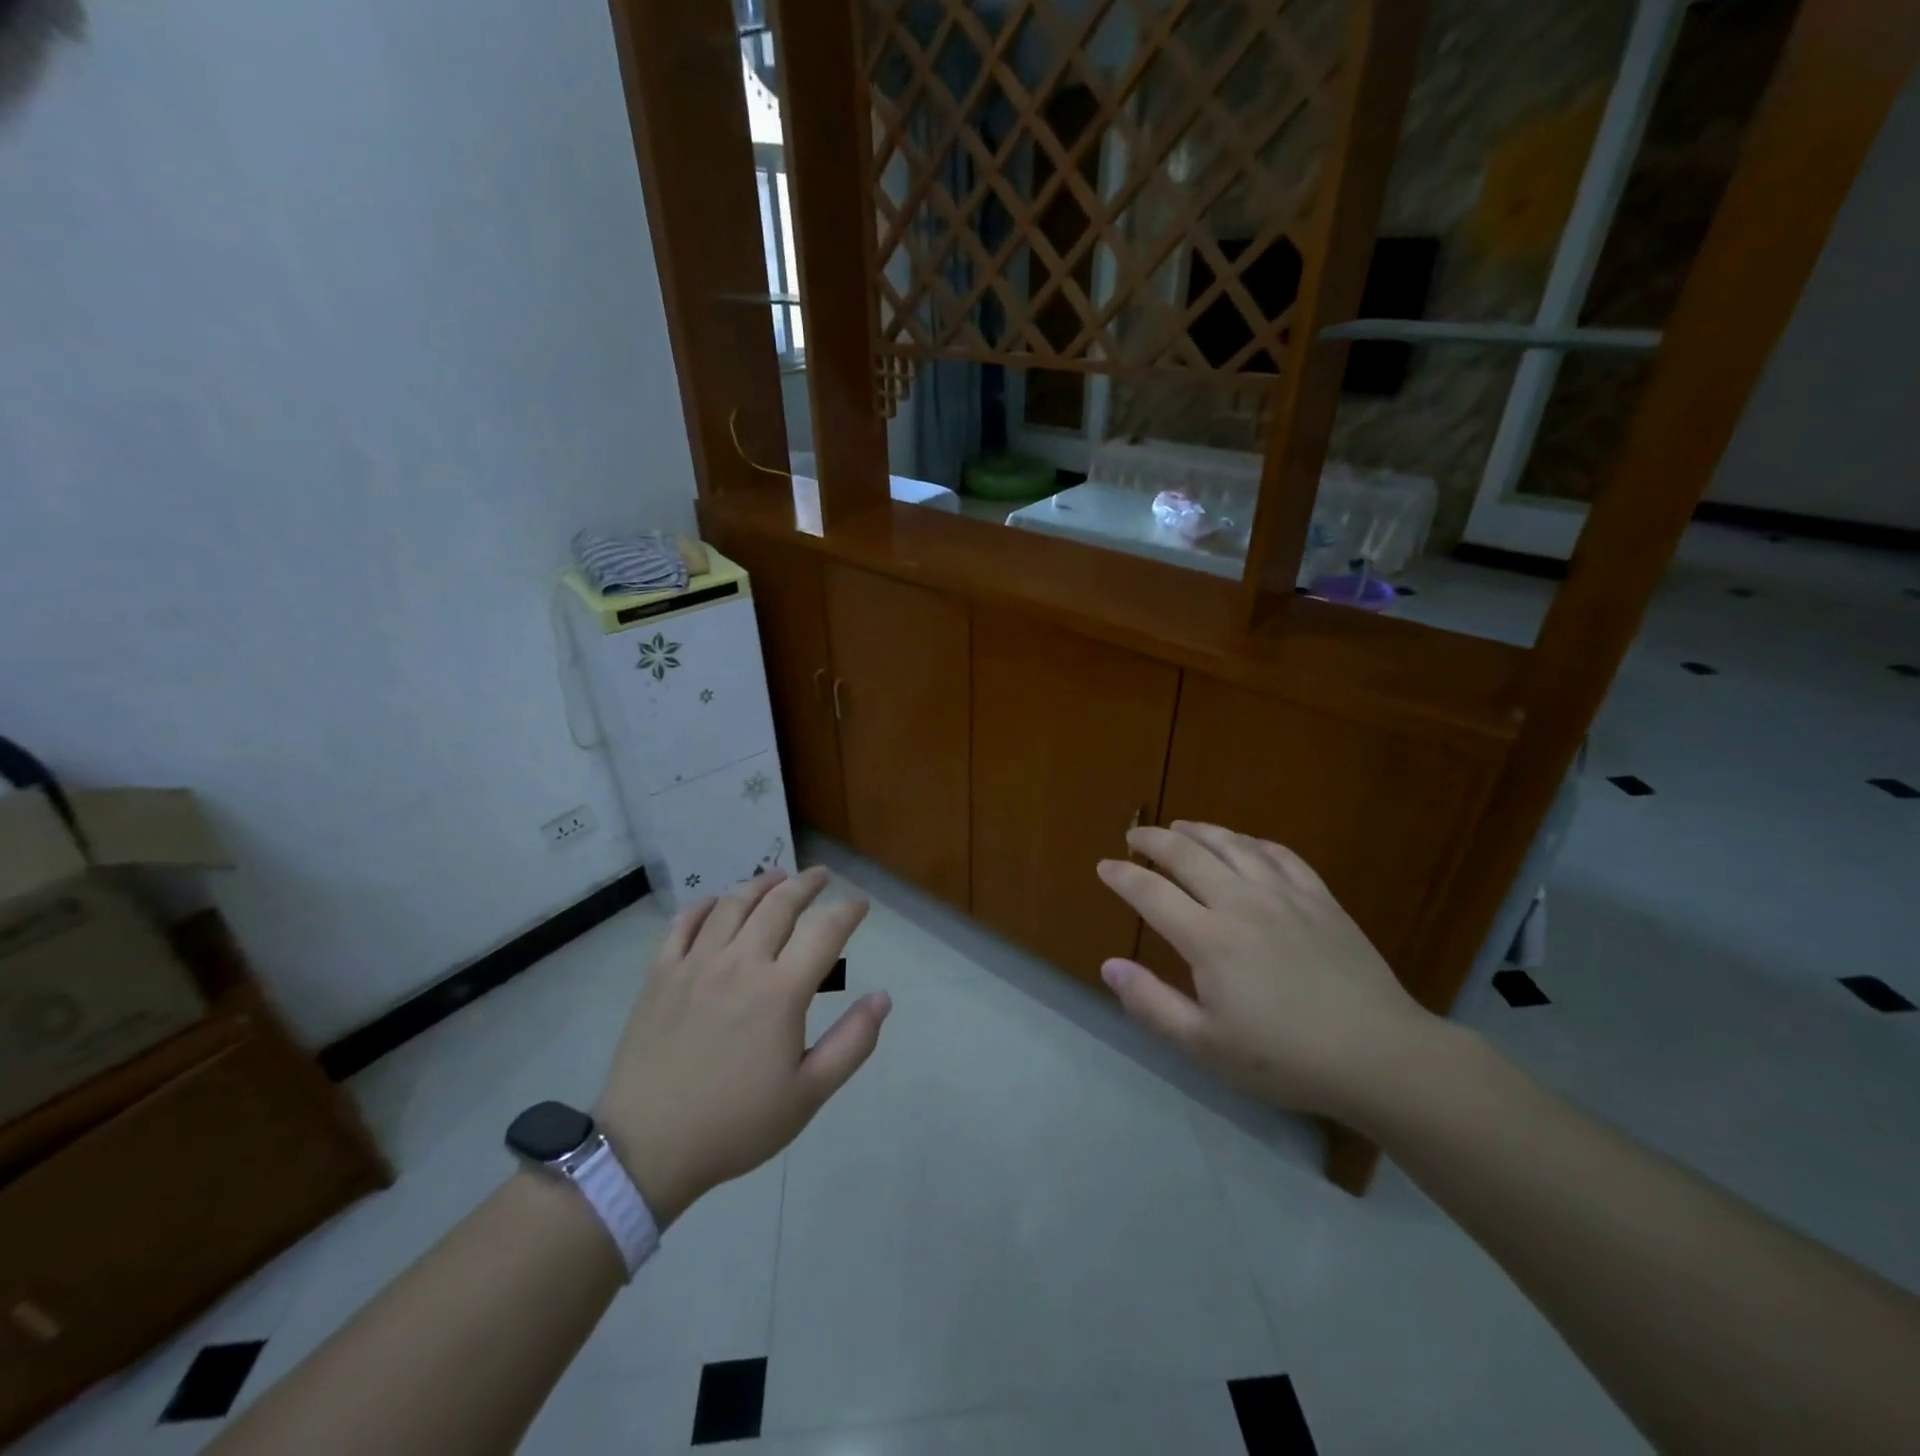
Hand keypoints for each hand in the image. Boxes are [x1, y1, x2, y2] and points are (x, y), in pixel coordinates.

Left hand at [595, 867, 889, 1227]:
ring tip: (777, 877)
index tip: (859, 903)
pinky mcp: (660, 975)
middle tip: (821, 875)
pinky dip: (704, 905)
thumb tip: (882, 998)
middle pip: (779, 904)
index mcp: (780, 991)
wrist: (646, 1149)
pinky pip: (683, 924)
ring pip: (733, 905)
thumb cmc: (735, 1124)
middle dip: (806, 884)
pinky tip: (716, 902)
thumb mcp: (808, 1095)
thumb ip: (852, 1043)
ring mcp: (695, 964)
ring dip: (760, 884)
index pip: (825, 931)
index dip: (847, 910)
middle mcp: (740, 963)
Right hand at [1096, 822, 1437, 1122]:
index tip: (1104, 866)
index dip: (1123, 876)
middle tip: (1134, 836)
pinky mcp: (1320, 899)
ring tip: (1180, 826)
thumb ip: (1151, 1004)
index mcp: (1209, 938)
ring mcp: (1285, 895)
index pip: (1151, 892)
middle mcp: (1241, 903)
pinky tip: (1246, 843)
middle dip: (1154, 840)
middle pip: (1187, 855)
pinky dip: (1254, 842)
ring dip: (1200, 831)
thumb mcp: (1205, 1046)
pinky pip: (1281, 855)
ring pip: (1233, 845)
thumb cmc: (1285, 1058)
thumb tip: (1109, 966)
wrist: (1380, 1055)